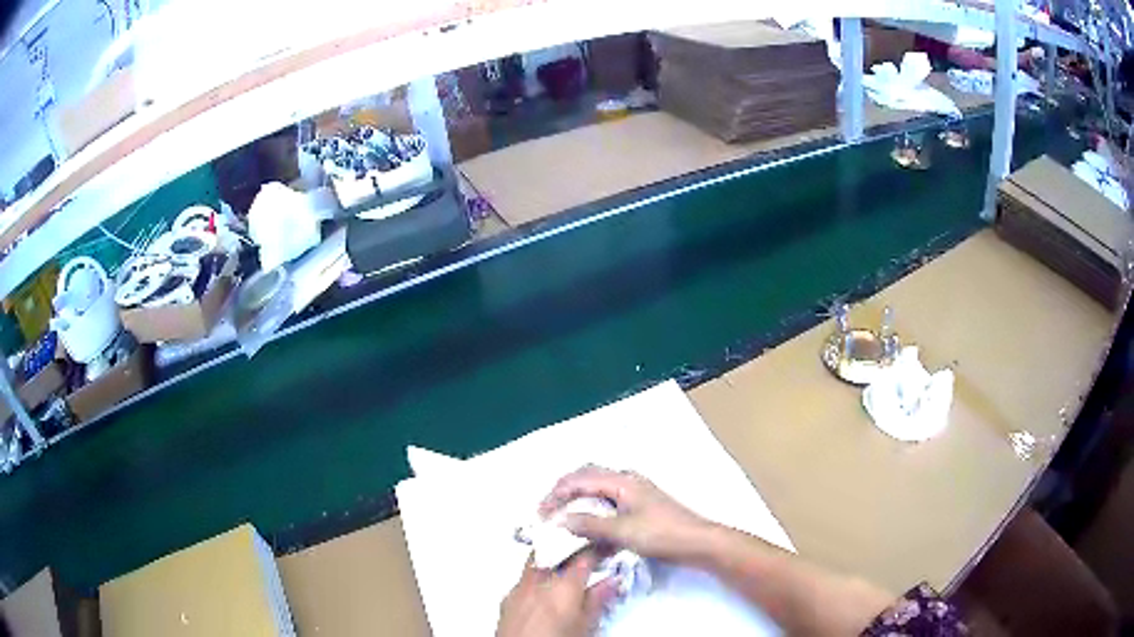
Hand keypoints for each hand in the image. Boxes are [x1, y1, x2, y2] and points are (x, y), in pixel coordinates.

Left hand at [496, 551, 617, 636]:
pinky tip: (543, 592)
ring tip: (566, 576)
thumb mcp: (586, 625)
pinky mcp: (506, 599)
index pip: (585, 556)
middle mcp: (539, 580)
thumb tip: (611, 582)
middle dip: (574, 554)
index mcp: (565, 584)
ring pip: (538, 564)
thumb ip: (598, 600)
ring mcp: (519, 588)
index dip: (599, 549)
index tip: (608, 548)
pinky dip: (536, 580)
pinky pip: (524, 580)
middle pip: (558, 554)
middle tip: (588, 562)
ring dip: (553, 565)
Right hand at [539, 465, 713, 562]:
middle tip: (548, 510)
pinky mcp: (639, 505)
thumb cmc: (661, 534)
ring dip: (577, 498)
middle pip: (587, 476)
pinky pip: (607, 499)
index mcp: (621, 480)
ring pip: (597, 487)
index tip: (540, 514)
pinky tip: (587, 523)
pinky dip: (591, 507)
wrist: (697, 542)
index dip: (556, 494)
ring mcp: (634, 491)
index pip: (579, 479)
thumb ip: (589, 524)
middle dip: (564, 491)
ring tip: (562, 515)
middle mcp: (626, 480)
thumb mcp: (622, 531)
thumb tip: (561, 519)